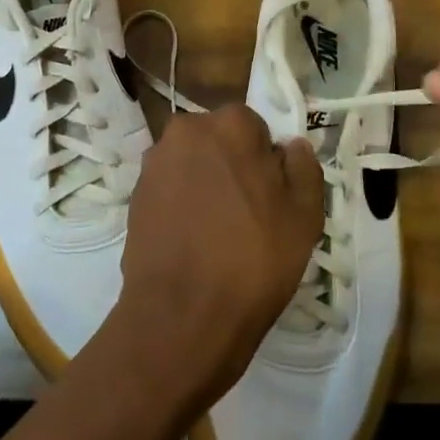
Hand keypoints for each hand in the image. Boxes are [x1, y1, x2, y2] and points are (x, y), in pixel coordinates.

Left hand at [110, 105, 322, 411]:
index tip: (271, 197)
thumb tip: (292, 145)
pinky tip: (191, 243)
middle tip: (247, 216)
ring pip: (192, 164)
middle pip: (219, 141)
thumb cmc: (252, 260)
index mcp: (229, 124)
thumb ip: (303, 168)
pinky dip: (180, 205)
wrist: (181, 316)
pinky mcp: (134, 193)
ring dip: (205, 184)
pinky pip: (169, 189)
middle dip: (232, 166)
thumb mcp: (304, 217)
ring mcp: (154, 161)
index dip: (266, 161)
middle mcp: (186, 129)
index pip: (255, 128)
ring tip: (217, 234)